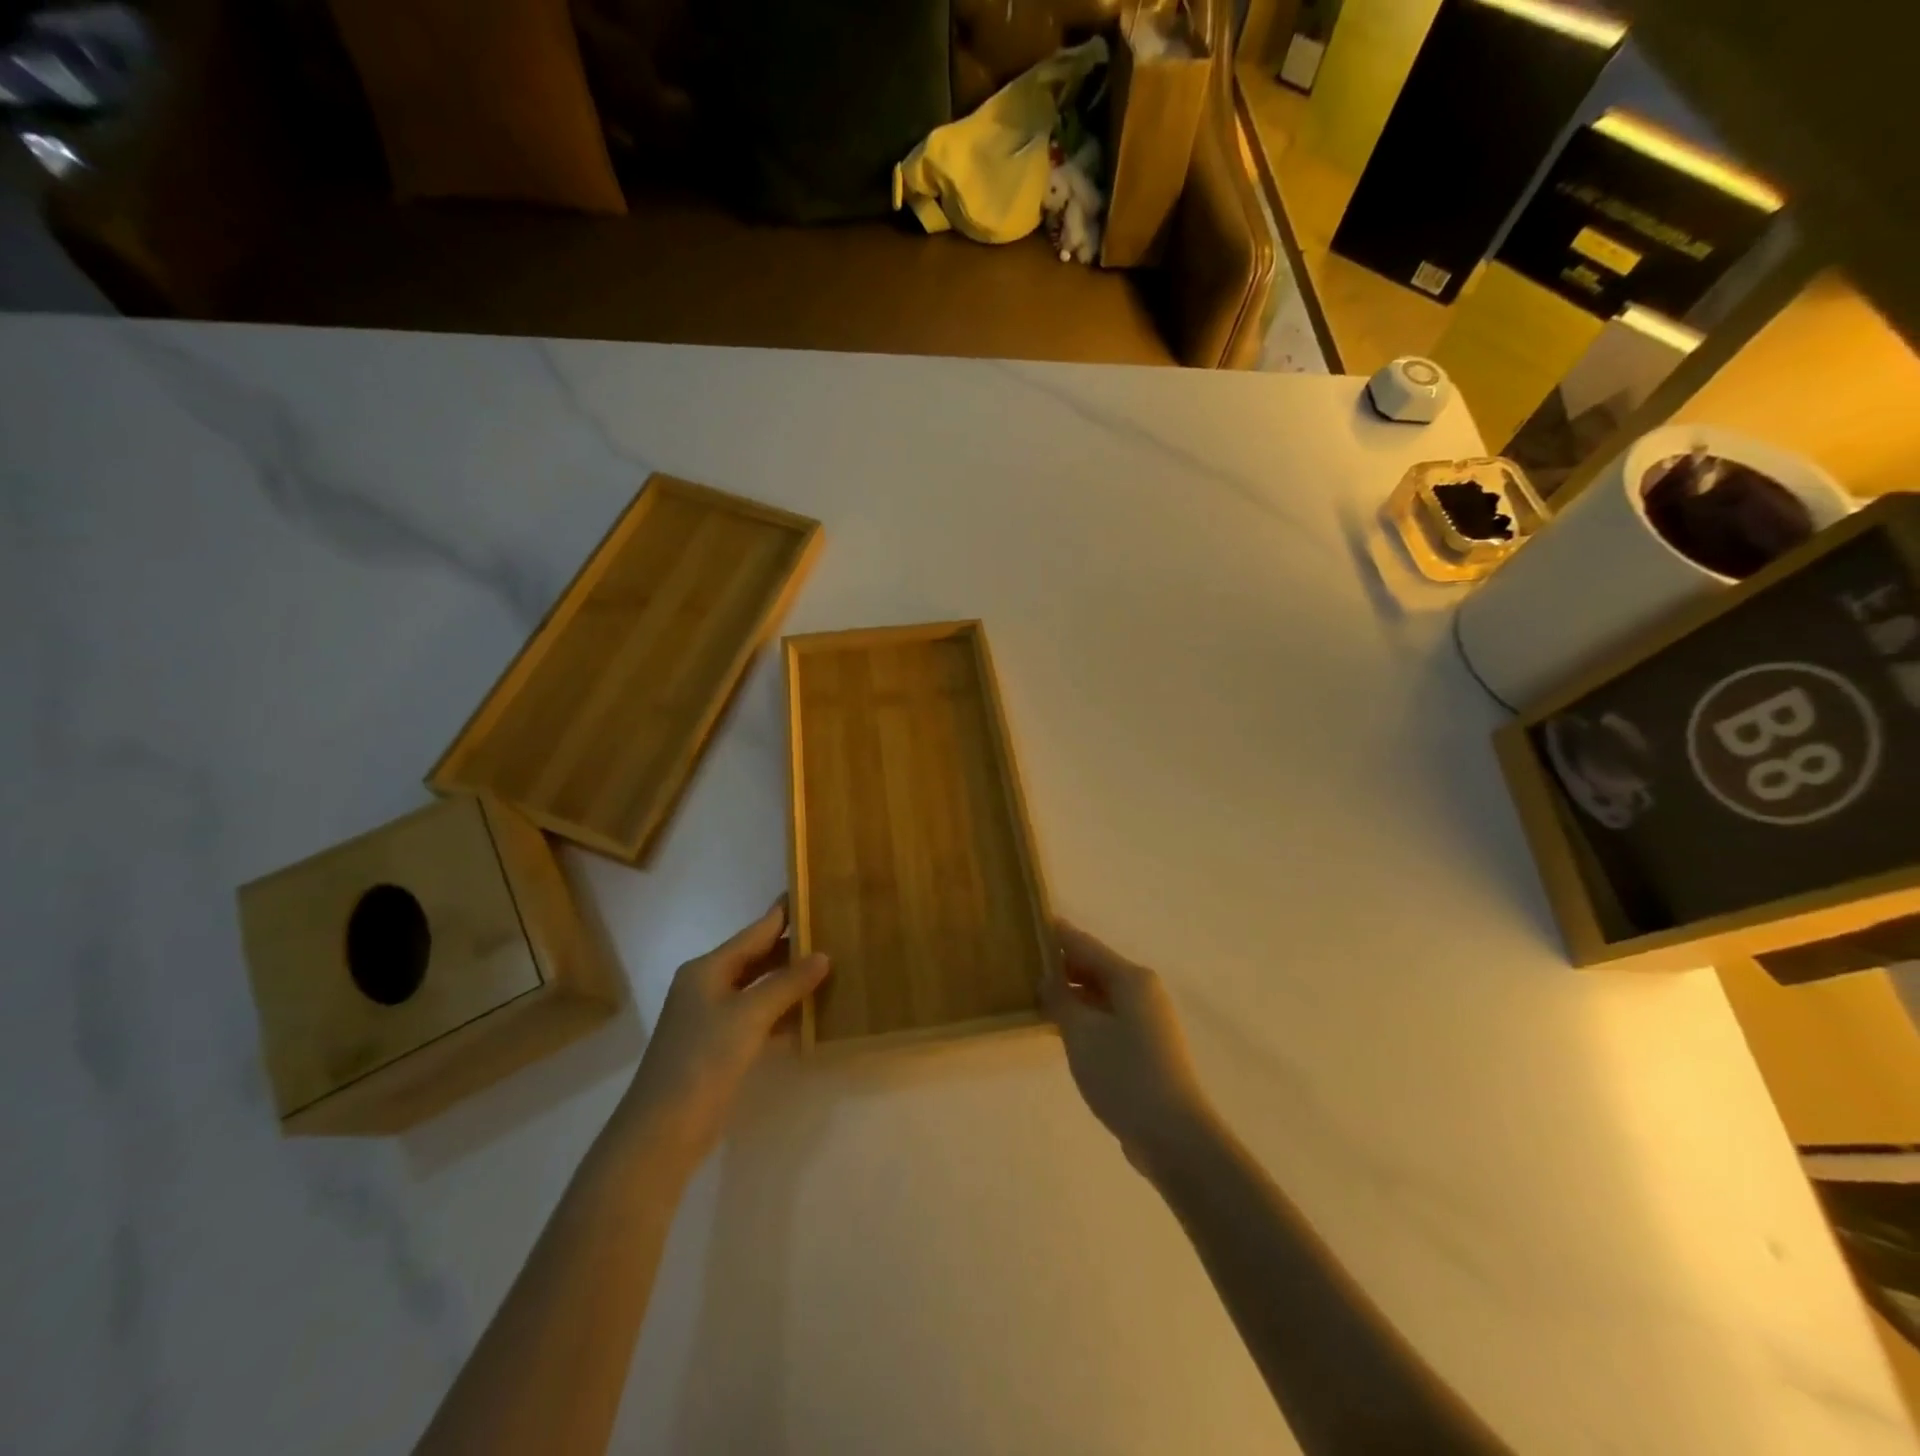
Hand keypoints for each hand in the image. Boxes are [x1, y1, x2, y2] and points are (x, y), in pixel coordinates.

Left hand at [612, 901, 828, 1177]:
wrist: (663, 1130)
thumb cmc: (703, 1059)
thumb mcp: (749, 1015)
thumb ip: (787, 983)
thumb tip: (823, 956)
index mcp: (707, 969)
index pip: (754, 933)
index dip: (782, 915)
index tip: (811, 895)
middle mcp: (708, 987)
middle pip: (756, 959)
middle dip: (792, 949)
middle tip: (833, 934)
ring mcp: (713, 1019)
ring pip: (759, 990)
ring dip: (791, 983)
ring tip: (832, 969)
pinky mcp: (720, 1048)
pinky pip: (759, 1019)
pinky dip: (783, 1014)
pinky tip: (812, 1016)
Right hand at [1042, 923, 1214, 1174]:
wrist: (1174, 1137)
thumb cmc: (1125, 1075)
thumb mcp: (1081, 1033)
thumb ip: (1059, 999)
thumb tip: (1046, 977)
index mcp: (1131, 978)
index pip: (1084, 944)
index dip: (1055, 934)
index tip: (1027, 923)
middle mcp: (1143, 990)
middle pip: (1095, 967)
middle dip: (1060, 965)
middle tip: (1021, 963)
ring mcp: (1148, 1019)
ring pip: (1101, 994)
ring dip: (1071, 993)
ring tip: (1033, 994)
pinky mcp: (1147, 1046)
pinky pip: (1108, 1017)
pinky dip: (1085, 1015)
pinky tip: (1061, 1027)